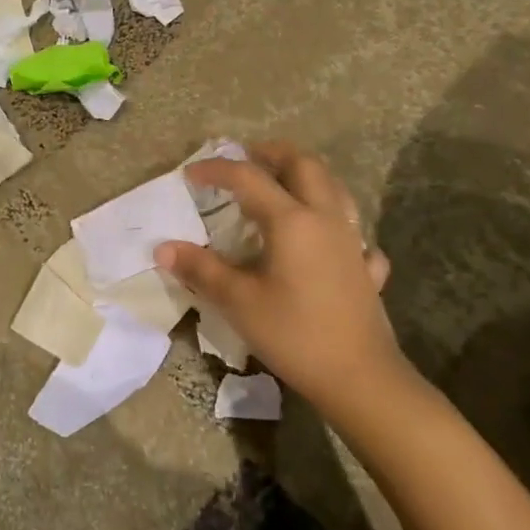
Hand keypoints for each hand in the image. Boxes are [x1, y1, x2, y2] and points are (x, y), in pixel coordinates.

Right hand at [157, 142, 407, 417]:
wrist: (358, 376)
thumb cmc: (293, 334)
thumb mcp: (238, 302)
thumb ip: (201, 270)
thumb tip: (164, 249)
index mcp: (291, 221)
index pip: (249, 179)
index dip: (217, 171)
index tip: (191, 174)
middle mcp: (325, 219)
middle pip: (304, 166)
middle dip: (273, 153)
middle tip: (247, 156)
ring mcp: (352, 242)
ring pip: (335, 189)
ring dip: (306, 177)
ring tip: (283, 184)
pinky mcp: (366, 268)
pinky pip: (355, 232)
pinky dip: (336, 224)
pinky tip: (326, 242)